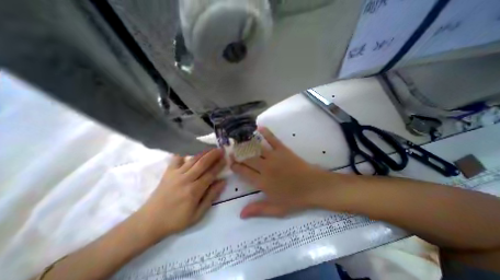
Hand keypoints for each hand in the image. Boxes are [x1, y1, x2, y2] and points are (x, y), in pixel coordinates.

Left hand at [135, 148, 223, 237]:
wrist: (149, 221)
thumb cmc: (176, 219)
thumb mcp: (198, 214)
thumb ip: (211, 196)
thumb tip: (222, 182)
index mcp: (194, 190)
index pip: (211, 174)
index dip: (219, 165)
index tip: (226, 159)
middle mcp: (186, 179)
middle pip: (202, 163)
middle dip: (213, 155)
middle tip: (221, 149)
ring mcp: (176, 174)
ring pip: (193, 159)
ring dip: (203, 153)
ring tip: (211, 148)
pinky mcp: (168, 173)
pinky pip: (176, 159)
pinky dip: (183, 154)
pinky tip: (189, 151)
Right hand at [230, 128, 330, 219]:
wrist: (314, 187)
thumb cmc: (295, 199)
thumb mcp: (276, 209)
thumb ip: (258, 210)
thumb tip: (241, 214)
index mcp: (262, 182)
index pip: (244, 172)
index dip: (235, 166)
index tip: (230, 162)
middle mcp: (265, 168)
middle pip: (247, 159)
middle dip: (238, 154)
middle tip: (232, 150)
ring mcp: (274, 157)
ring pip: (256, 149)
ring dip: (246, 144)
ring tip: (239, 140)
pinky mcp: (283, 150)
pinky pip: (272, 140)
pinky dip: (266, 133)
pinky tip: (259, 128)